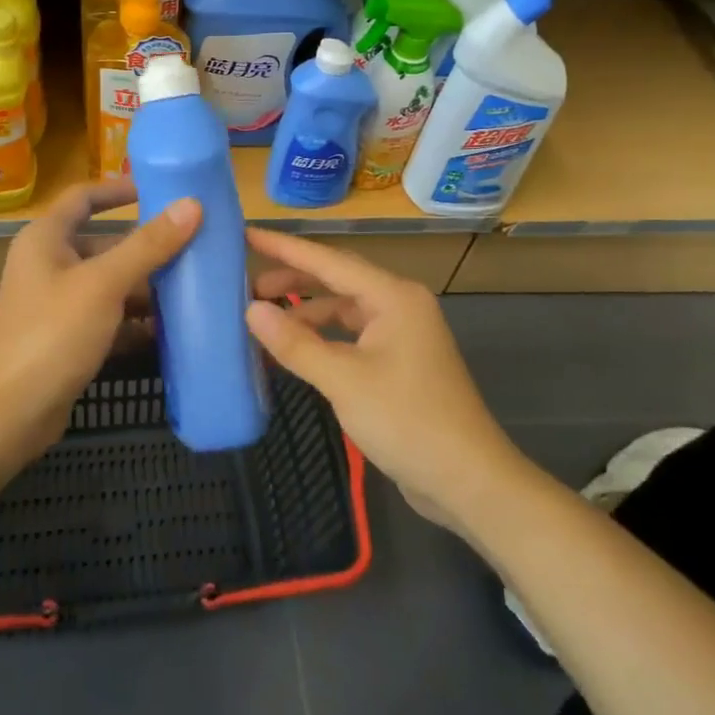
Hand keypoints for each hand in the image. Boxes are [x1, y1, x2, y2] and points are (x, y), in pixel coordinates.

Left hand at [0, 178, 200, 453]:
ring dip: (145, 288)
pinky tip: (168, 331)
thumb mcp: (104, 284)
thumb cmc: (53, 333)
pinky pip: (106, 318)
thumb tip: (191, 205)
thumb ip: (148, 246)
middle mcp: (47, 265)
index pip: (84, 197)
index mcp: (45, 239)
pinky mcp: (64, 338)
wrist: (11, 412)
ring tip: (191, 290)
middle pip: (103, 245)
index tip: (160, 191)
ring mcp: (55, 304)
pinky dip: (133, 322)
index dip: (119, 190)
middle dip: (145, 249)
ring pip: (108, 284)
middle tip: (193, 248)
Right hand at [244, 228, 523, 528]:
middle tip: (246, 288)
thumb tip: (250, 311)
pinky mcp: (398, 361)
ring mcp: (401, 334)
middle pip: (335, 280)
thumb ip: (295, 343)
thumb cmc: (408, 421)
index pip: (327, 260)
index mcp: (392, 296)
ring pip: (342, 310)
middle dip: (291, 280)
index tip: (245, 234)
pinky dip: (321, 339)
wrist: (468, 480)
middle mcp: (398, 305)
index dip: (283, 247)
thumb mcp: (344, 380)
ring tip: (263, 323)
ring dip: (304, 314)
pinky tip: (294, 352)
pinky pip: (350, 336)